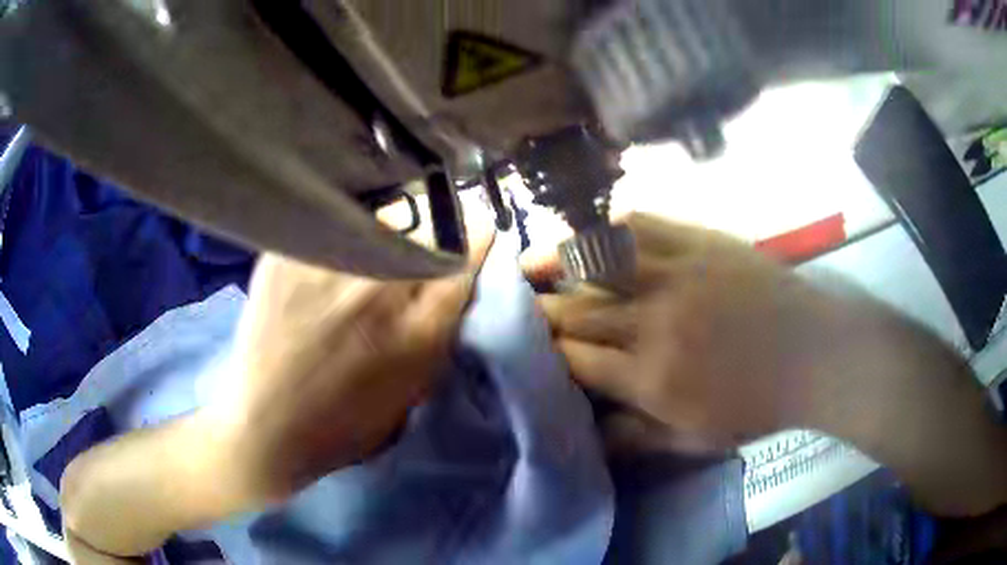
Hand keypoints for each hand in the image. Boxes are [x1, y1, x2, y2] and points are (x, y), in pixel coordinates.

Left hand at [210, 238, 491, 503]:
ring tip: (374, 247)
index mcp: (416, 330)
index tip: (477, 230)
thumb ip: (439, 331)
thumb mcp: (412, 389)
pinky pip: (331, 222)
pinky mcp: (285, 255)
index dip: (475, 239)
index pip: (465, 257)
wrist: (265, 427)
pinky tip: (333, 251)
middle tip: (419, 244)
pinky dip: (343, 229)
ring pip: (379, 215)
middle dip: (433, 230)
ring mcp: (325, 265)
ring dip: (390, 226)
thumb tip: (455, 278)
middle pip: (424, 226)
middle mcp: (376, 288)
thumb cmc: (344, 424)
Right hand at [525, 213, 863, 448]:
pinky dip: (608, 229)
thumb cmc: (757, 404)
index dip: (544, 353)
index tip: (525, 349)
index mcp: (650, 378)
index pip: (574, 359)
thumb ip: (635, 437)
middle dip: (536, 308)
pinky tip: (591, 235)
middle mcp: (652, 323)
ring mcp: (676, 274)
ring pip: (597, 261)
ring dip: (555, 260)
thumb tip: (587, 433)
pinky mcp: (699, 242)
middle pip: (575, 309)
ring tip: (529, 262)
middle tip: (511, 304)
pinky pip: (641, 225)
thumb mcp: (696, 439)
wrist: (813, 354)